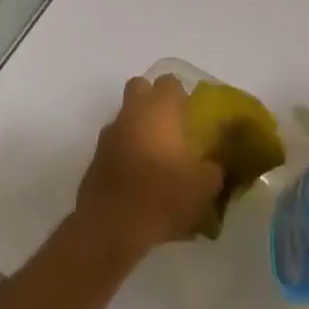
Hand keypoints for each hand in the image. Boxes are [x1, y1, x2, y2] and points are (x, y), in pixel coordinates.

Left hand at [75, 74, 224, 259]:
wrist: (111, 226)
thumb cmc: (163, 196)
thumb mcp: (204, 187)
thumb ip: (213, 169)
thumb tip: (213, 165)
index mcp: (159, 110)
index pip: (169, 82)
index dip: (180, 94)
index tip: (191, 114)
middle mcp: (131, 114)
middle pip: (139, 88)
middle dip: (152, 100)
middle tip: (171, 126)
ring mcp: (108, 135)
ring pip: (124, 117)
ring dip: (137, 128)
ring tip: (155, 157)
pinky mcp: (94, 159)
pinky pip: (114, 145)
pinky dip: (124, 153)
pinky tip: (137, 178)